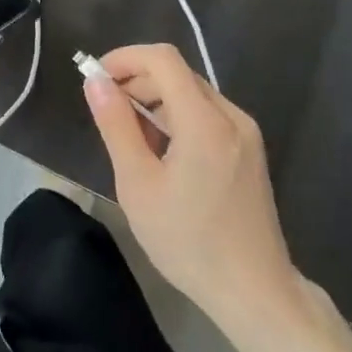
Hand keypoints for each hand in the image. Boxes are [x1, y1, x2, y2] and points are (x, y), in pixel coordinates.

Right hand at [85, 44, 300, 327]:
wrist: (255, 292)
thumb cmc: (188, 242)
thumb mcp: (138, 185)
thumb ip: (116, 126)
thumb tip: (96, 82)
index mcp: (204, 121)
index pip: (163, 59)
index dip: (125, 58)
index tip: (96, 78)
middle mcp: (230, 115)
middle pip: (178, 74)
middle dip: (137, 81)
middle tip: (106, 111)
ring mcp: (244, 133)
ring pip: (192, 94)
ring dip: (156, 101)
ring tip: (129, 138)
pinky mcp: (249, 150)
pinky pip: (208, 116)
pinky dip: (178, 118)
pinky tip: (161, 153)